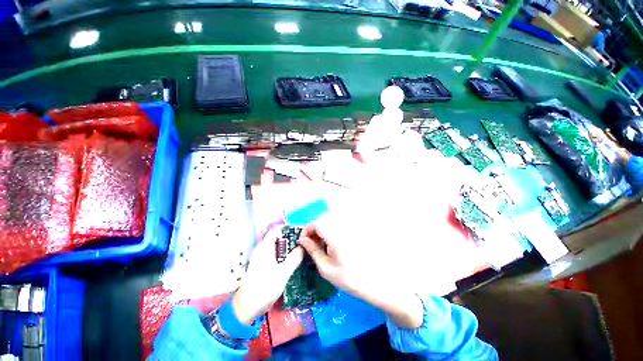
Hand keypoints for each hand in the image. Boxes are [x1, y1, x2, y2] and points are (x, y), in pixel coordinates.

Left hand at [232, 227, 303, 324]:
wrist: (245, 309)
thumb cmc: (264, 288)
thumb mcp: (283, 273)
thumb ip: (294, 258)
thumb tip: (303, 247)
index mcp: (265, 246)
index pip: (277, 229)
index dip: (289, 228)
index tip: (302, 232)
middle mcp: (262, 249)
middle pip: (278, 238)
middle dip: (291, 239)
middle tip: (305, 243)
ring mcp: (261, 258)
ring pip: (277, 247)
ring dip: (288, 248)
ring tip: (302, 251)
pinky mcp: (261, 266)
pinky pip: (275, 255)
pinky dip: (284, 255)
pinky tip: (292, 262)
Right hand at [298, 218, 423, 328]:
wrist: (375, 282)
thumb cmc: (349, 278)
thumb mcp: (326, 268)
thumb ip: (313, 251)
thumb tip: (303, 240)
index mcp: (335, 235)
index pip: (317, 223)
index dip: (307, 229)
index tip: (303, 240)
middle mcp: (343, 227)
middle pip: (324, 219)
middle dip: (314, 228)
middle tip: (311, 243)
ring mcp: (350, 228)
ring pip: (331, 221)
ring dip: (323, 229)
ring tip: (321, 245)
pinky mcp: (355, 231)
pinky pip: (339, 225)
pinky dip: (332, 230)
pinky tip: (333, 244)